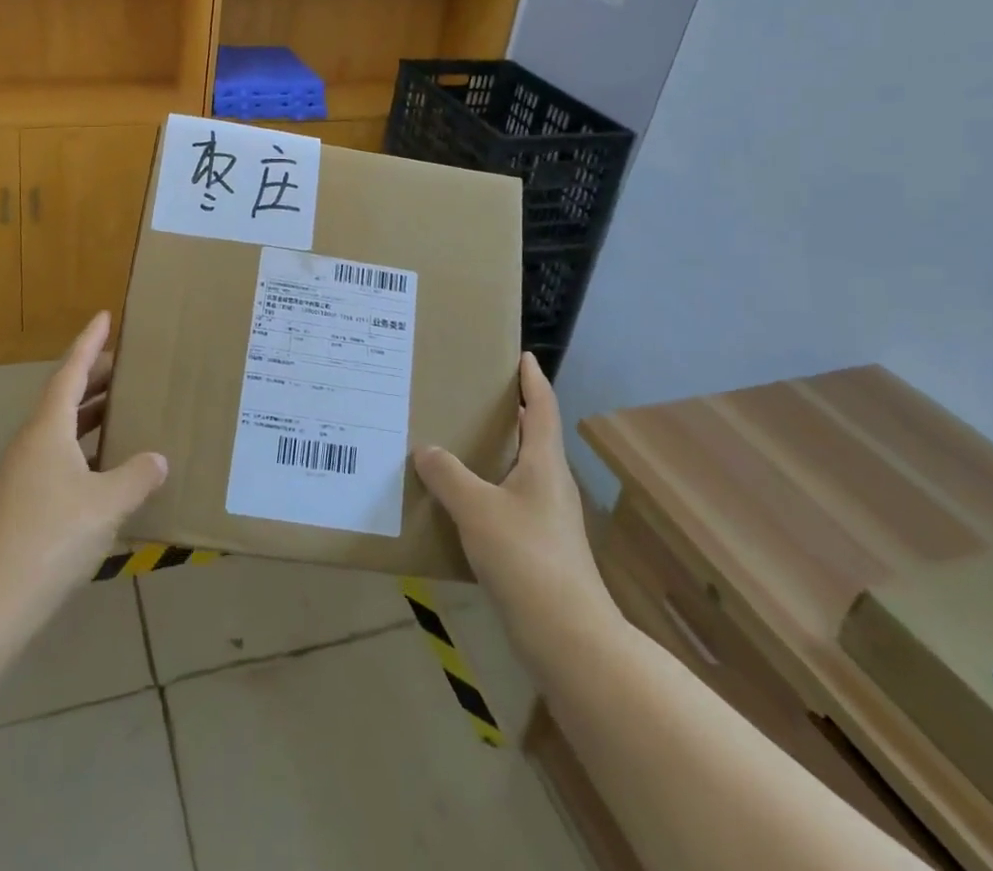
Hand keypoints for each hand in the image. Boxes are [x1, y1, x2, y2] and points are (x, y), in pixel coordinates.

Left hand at [0, 313, 167, 629]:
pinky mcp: (25, 502)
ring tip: (124, 406)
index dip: (89, 343)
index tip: (104, 316)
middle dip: (95, 376)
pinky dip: (86, 447)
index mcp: (48, 429)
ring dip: (92, 412)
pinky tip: (109, 465)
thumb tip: (157, 459)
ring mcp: (25, 474)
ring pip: (62, 428)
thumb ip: (136, 476)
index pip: (71, 372)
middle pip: (65, 396)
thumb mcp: (106, 504)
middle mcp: (33, 443)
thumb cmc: (51, 538)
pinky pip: (61, 455)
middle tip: (128, 364)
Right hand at [413, 354, 618, 648]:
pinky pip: (511, 503)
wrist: (567, 637)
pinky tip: (464, 502)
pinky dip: (490, 489)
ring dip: (498, 453)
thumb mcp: (477, 509)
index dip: (533, 380)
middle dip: (511, 414)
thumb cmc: (526, 558)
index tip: (523, 356)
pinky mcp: (541, 549)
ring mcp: (549, 519)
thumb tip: (425, 449)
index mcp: (544, 464)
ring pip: (521, 472)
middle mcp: (551, 485)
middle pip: (534, 437)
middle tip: (476, 395)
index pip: (541, 408)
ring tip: (461, 443)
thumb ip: (448, 475)